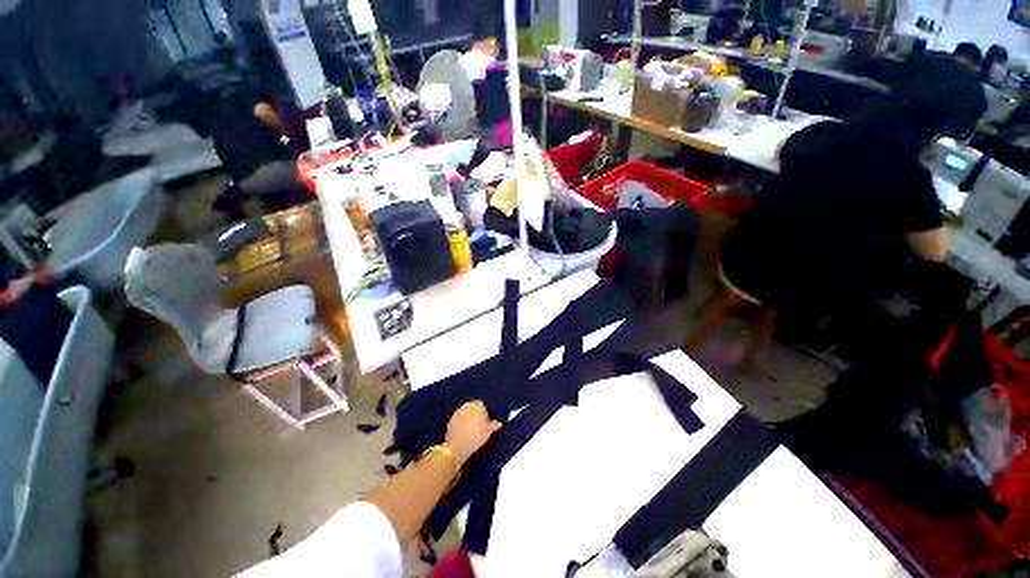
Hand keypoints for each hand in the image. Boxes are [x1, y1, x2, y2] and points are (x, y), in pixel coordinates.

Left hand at [444, 401, 501, 464]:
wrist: (457, 447)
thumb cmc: (475, 437)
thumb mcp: (487, 433)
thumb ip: (493, 426)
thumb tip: (498, 424)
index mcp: (477, 406)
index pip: (481, 404)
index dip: (484, 412)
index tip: (485, 421)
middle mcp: (466, 406)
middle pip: (472, 406)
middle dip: (475, 413)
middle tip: (478, 424)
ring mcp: (457, 413)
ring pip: (465, 412)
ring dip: (467, 417)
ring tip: (471, 428)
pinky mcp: (450, 420)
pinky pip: (458, 419)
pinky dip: (461, 423)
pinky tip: (463, 431)